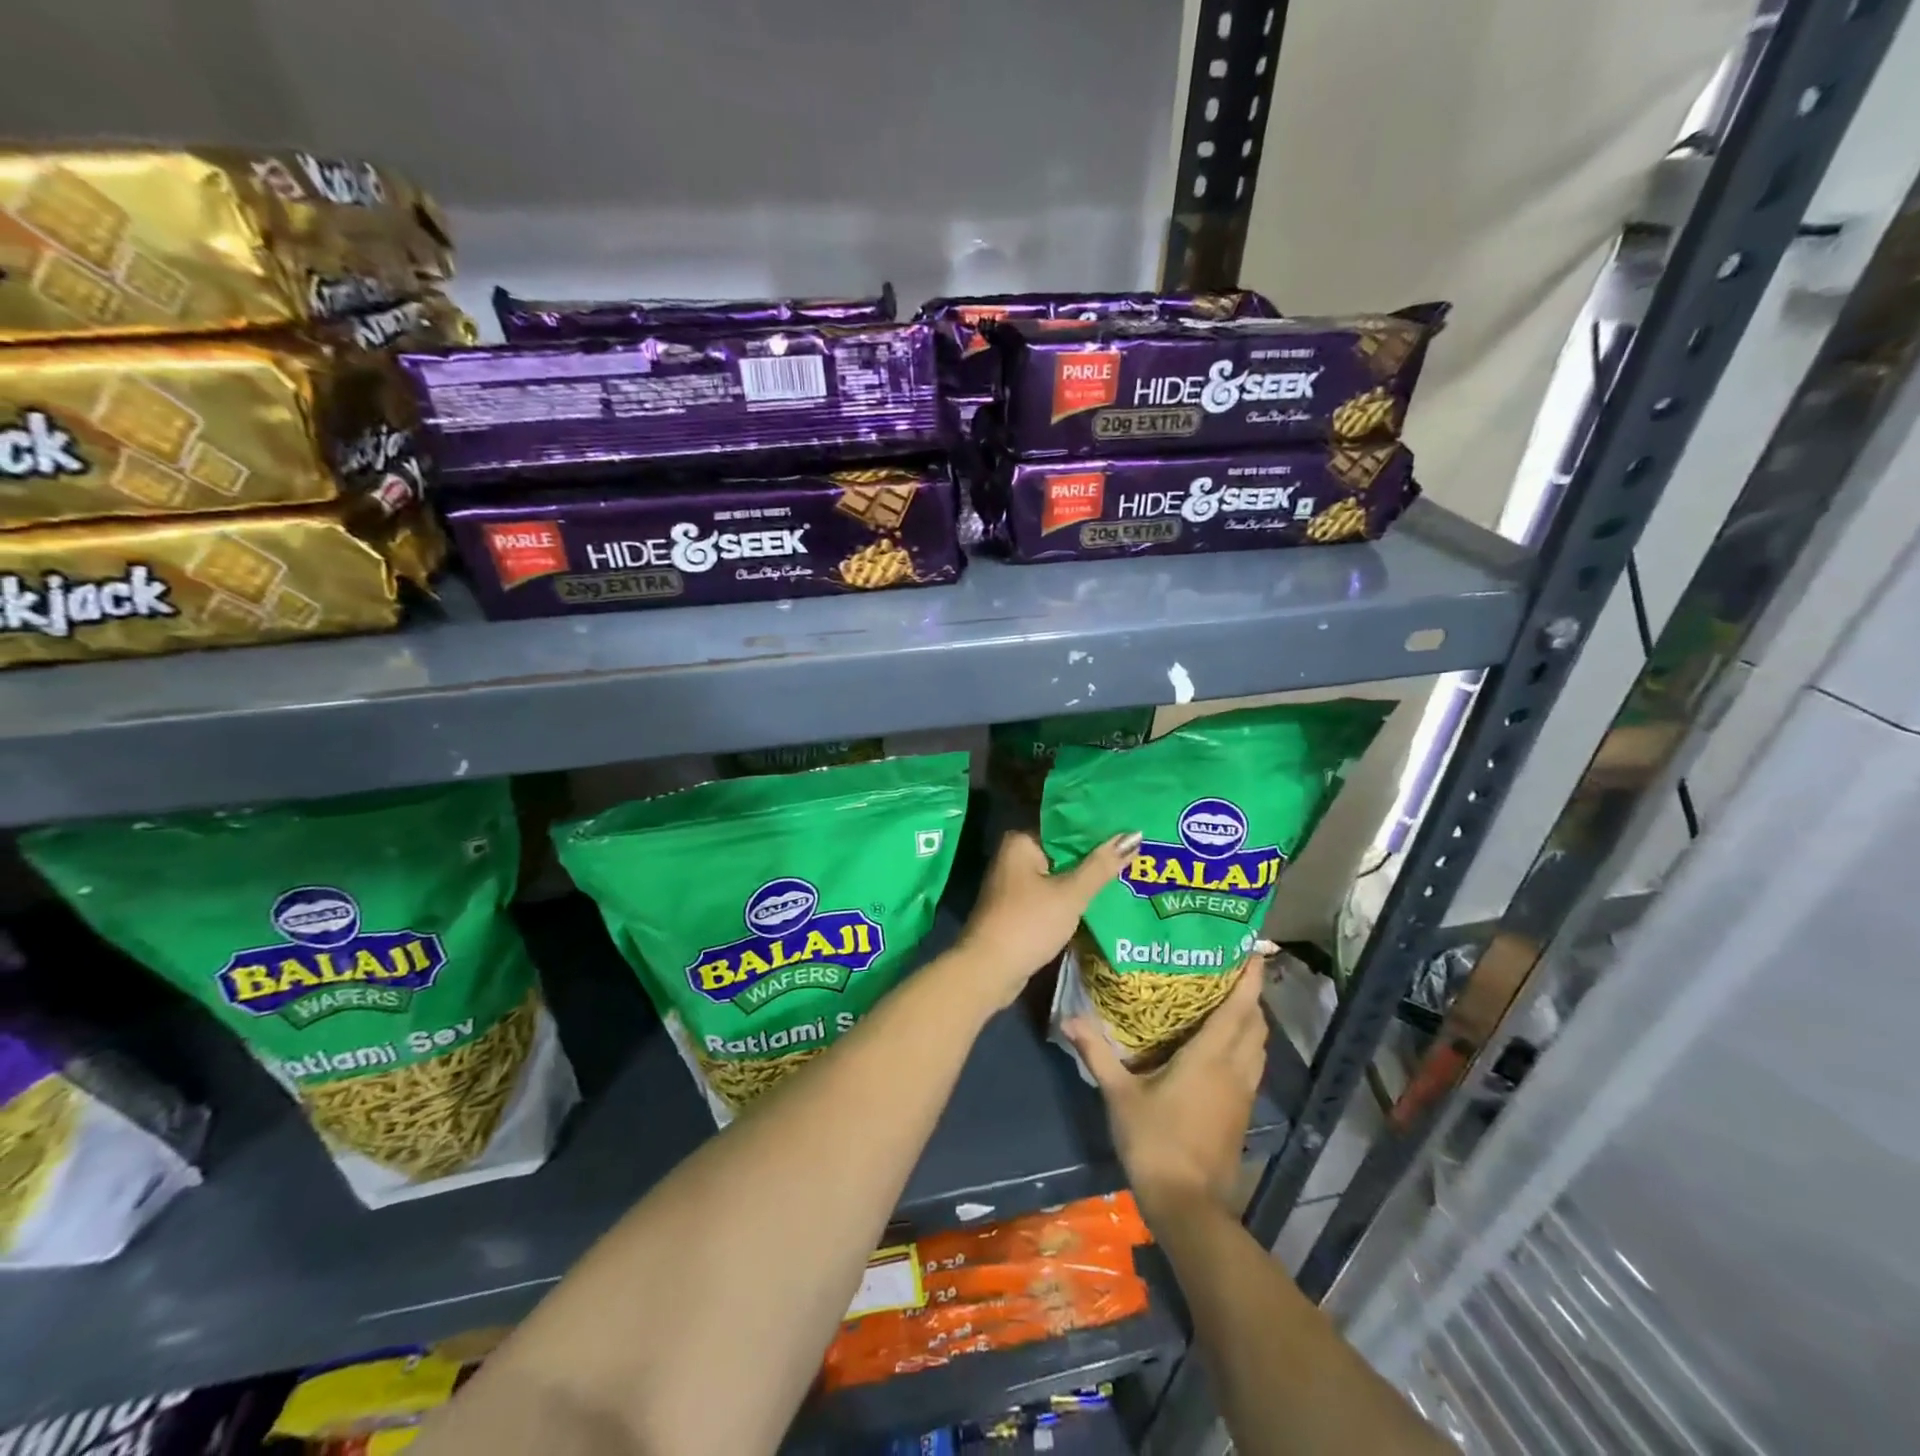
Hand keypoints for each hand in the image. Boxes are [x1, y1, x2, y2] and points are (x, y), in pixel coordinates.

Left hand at [951, 829, 1140, 1010]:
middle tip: (1140, 853)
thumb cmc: (1029, 924)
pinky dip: (1073, 898)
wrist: (989, 970)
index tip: (1132, 831)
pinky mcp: (1019, 908)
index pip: (1067, 826)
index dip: (1099, 830)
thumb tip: (1134, 835)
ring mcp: (1015, 884)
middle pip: (1064, 851)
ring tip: (1130, 873)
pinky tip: (1102, 900)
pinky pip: (1053, 895)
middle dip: (1096, 857)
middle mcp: (1014, 857)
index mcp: (1021, 841)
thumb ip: (1101, 866)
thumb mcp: (1070, 894)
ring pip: (1060, 875)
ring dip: (1086, 880)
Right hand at [1063, 956, 1270, 1215]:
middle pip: (1255, 1022)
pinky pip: (1253, 1065)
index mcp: (1211, 1057)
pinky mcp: (1243, 1112)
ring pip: (1259, 1045)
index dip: (1250, 978)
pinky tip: (1223, 1047)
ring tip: (1229, 1000)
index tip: (1254, 950)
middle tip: (1230, 969)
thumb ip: (1096, 1052)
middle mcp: (1235, 1068)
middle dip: (1250, 994)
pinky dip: (1247, 1045)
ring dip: (1251, 1020)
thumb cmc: (1155, 1142)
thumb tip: (1068, 1016)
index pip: (1239, 1007)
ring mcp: (1243, 1093)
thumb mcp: (1119, 1095)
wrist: (1189, 1206)